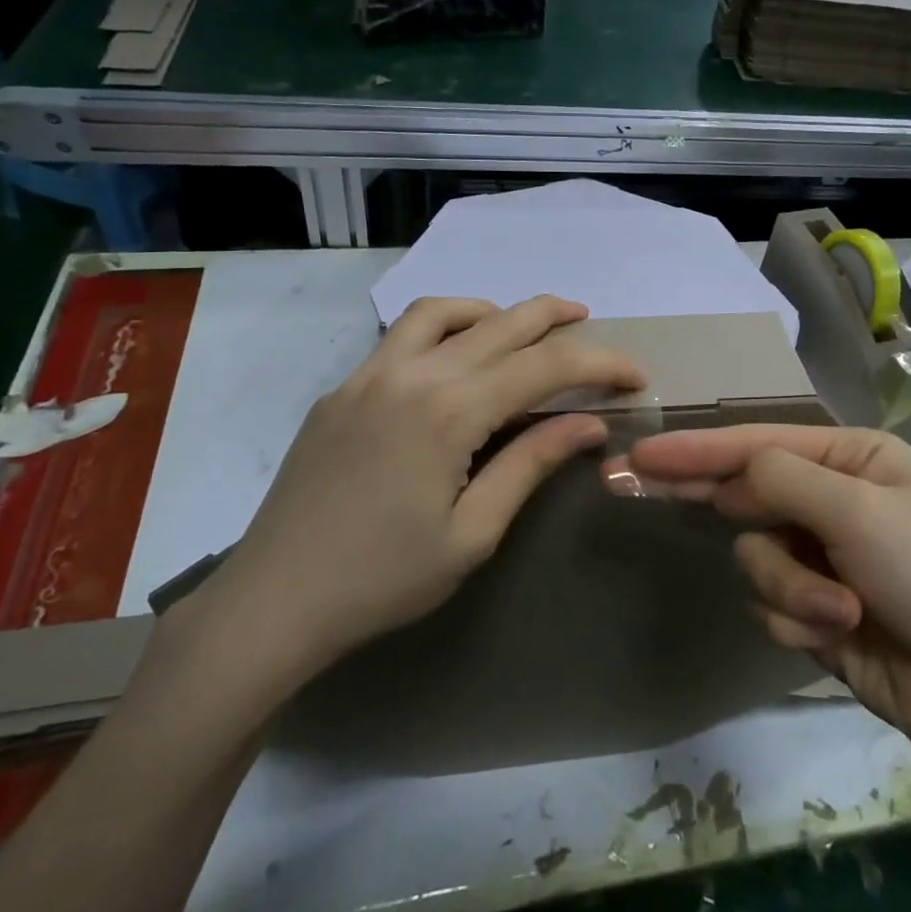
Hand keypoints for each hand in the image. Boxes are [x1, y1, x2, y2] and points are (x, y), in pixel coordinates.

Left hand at [171, 296, 644, 710]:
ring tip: (522, 327)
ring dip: (492, 310)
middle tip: (589, 321)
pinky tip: (455, 357)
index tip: (635, 375)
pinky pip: (401, 334)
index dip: (599, 363)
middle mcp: (410, 374)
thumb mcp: (473, 533)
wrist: (275, 601)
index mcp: (448, 411)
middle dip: (553, 318)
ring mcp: (368, 375)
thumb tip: (588, 423)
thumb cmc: (384, 579)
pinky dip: (443, 326)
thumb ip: (530, 464)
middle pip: (499, 324)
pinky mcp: (342, 389)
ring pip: (442, 312)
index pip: (543, 366)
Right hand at [620, 424, 910, 755]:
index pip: (756, 444)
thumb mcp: (860, 513)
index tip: (641, 454)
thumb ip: (783, 479)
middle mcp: (829, 498)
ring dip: (787, 586)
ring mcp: (819, 553)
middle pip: (744, 490)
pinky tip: (838, 631)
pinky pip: (769, 600)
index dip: (695, 448)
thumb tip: (732, 474)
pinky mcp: (812, 605)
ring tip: (838, 610)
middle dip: (700, 494)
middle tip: (624, 481)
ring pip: (754, 555)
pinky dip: (796, 617)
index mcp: (850, 458)